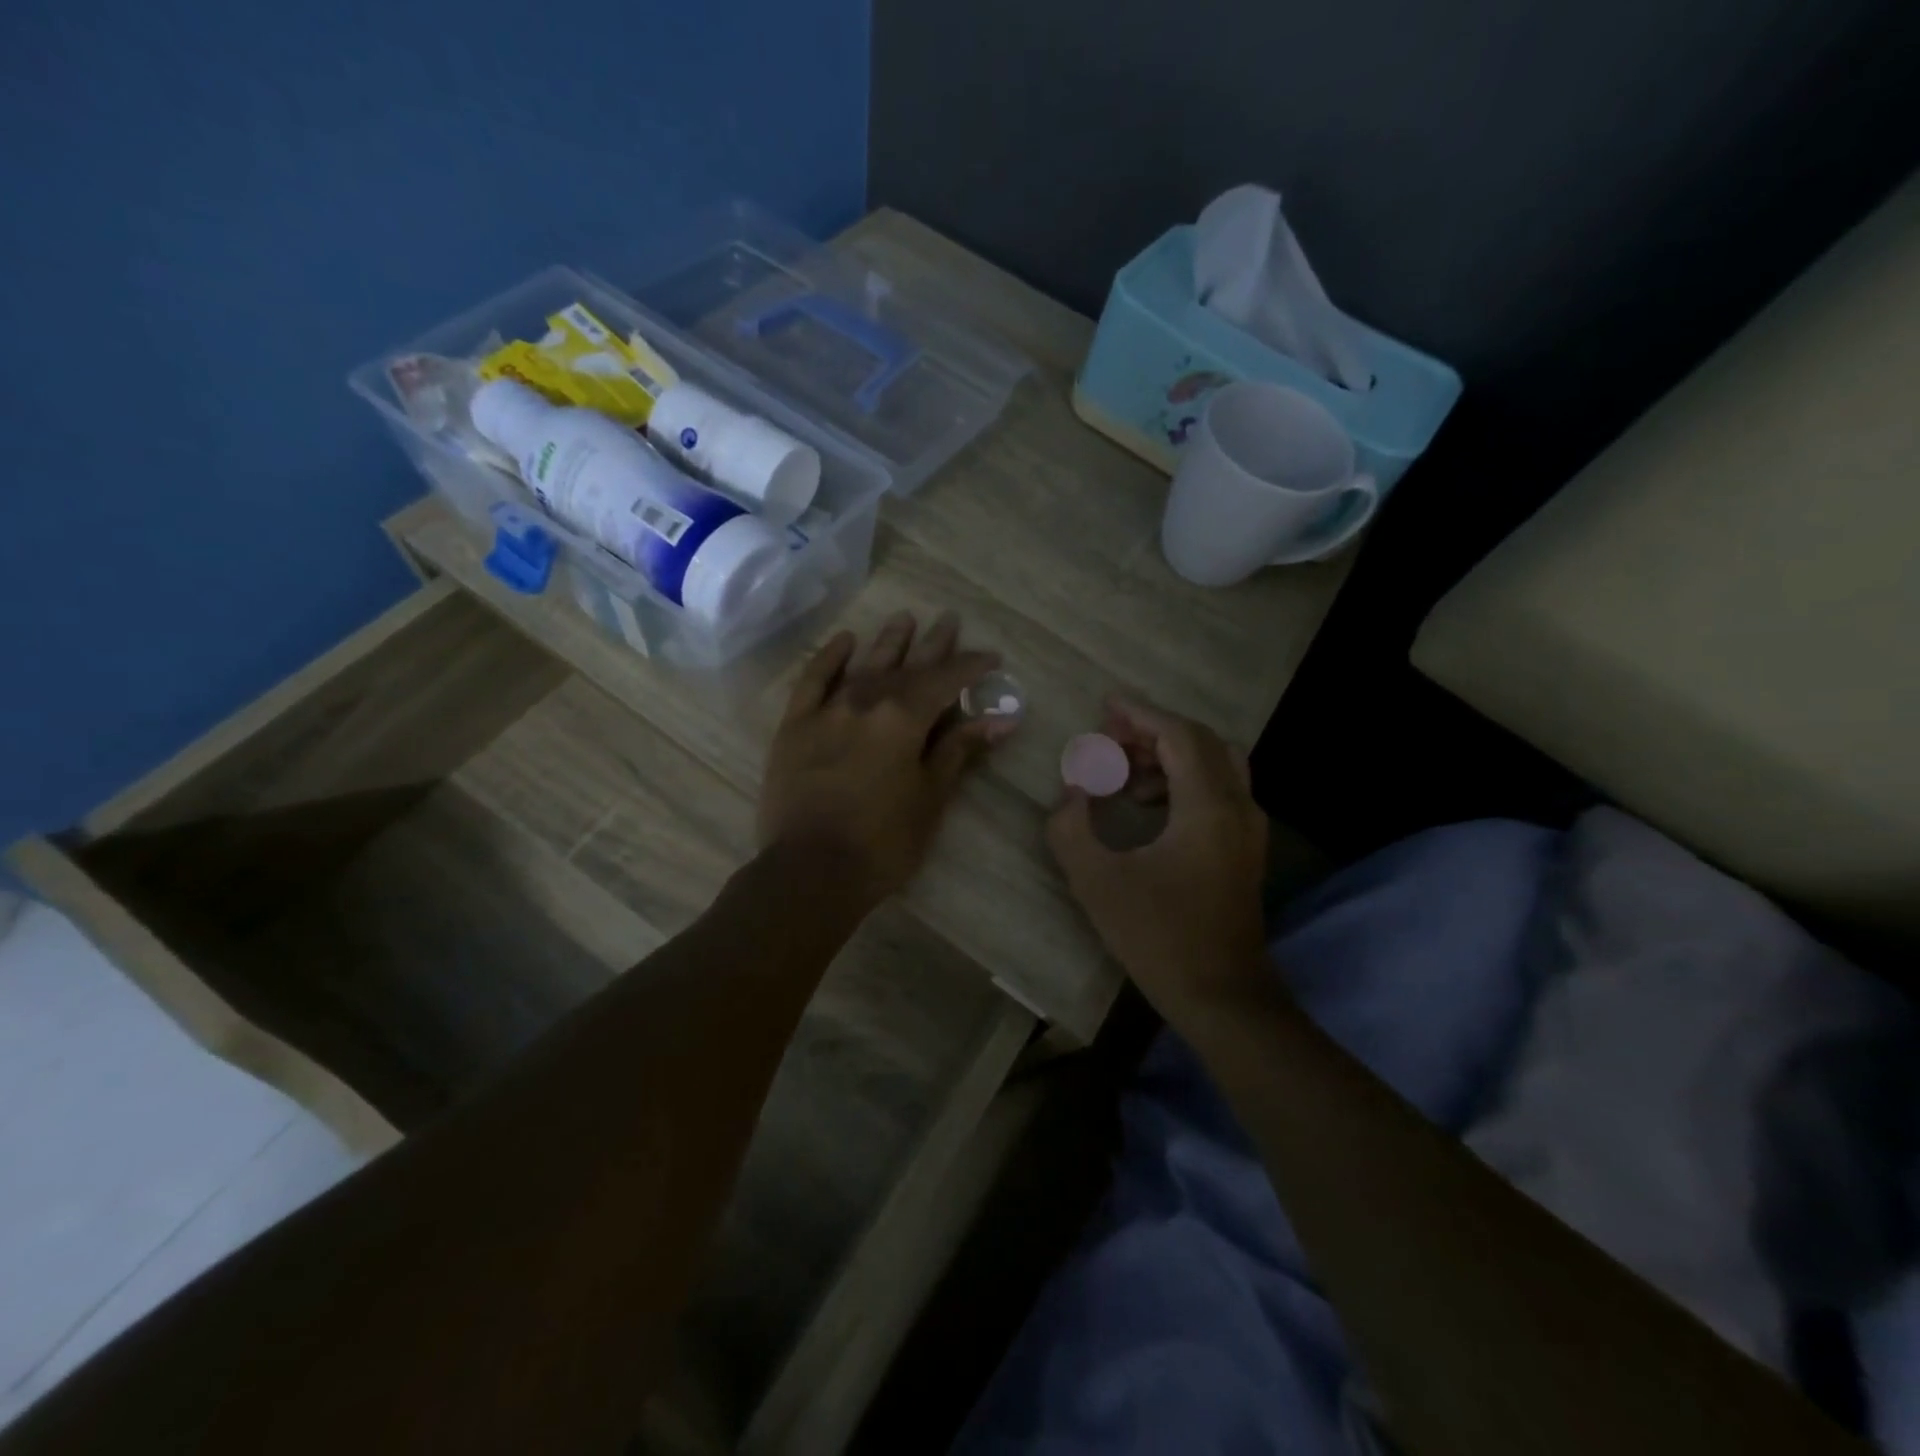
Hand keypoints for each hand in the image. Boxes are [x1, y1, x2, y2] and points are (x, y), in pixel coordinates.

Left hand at [759, 611, 1011, 903]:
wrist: (810, 870)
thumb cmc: (883, 842)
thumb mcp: (931, 797)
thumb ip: (959, 750)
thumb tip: (1001, 719)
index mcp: (903, 718)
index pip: (946, 680)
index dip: (971, 667)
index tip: (991, 658)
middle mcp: (866, 701)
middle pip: (907, 665)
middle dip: (933, 644)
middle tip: (949, 619)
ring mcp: (827, 710)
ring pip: (864, 665)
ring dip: (887, 642)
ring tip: (904, 618)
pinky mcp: (795, 725)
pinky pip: (813, 680)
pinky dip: (829, 657)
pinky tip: (844, 640)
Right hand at [1046, 696, 1270, 1024]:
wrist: (1222, 996)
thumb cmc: (1158, 937)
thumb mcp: (1097, 881)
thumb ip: (1072, 827)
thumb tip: (1072, 792)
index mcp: (1208, 807)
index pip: (1178, 736)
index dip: (1141, 714)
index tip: (1106, 705)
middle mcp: (1238, 807)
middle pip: (1203, 742)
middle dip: (1154, 732)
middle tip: (1110, 738)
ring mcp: (1249, 829)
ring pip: (1215, 765)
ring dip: (1169, 757)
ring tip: (1122, 775)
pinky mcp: (1246, 850)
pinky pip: (1219, 791)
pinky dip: (1184, 782)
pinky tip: (1148, 808)